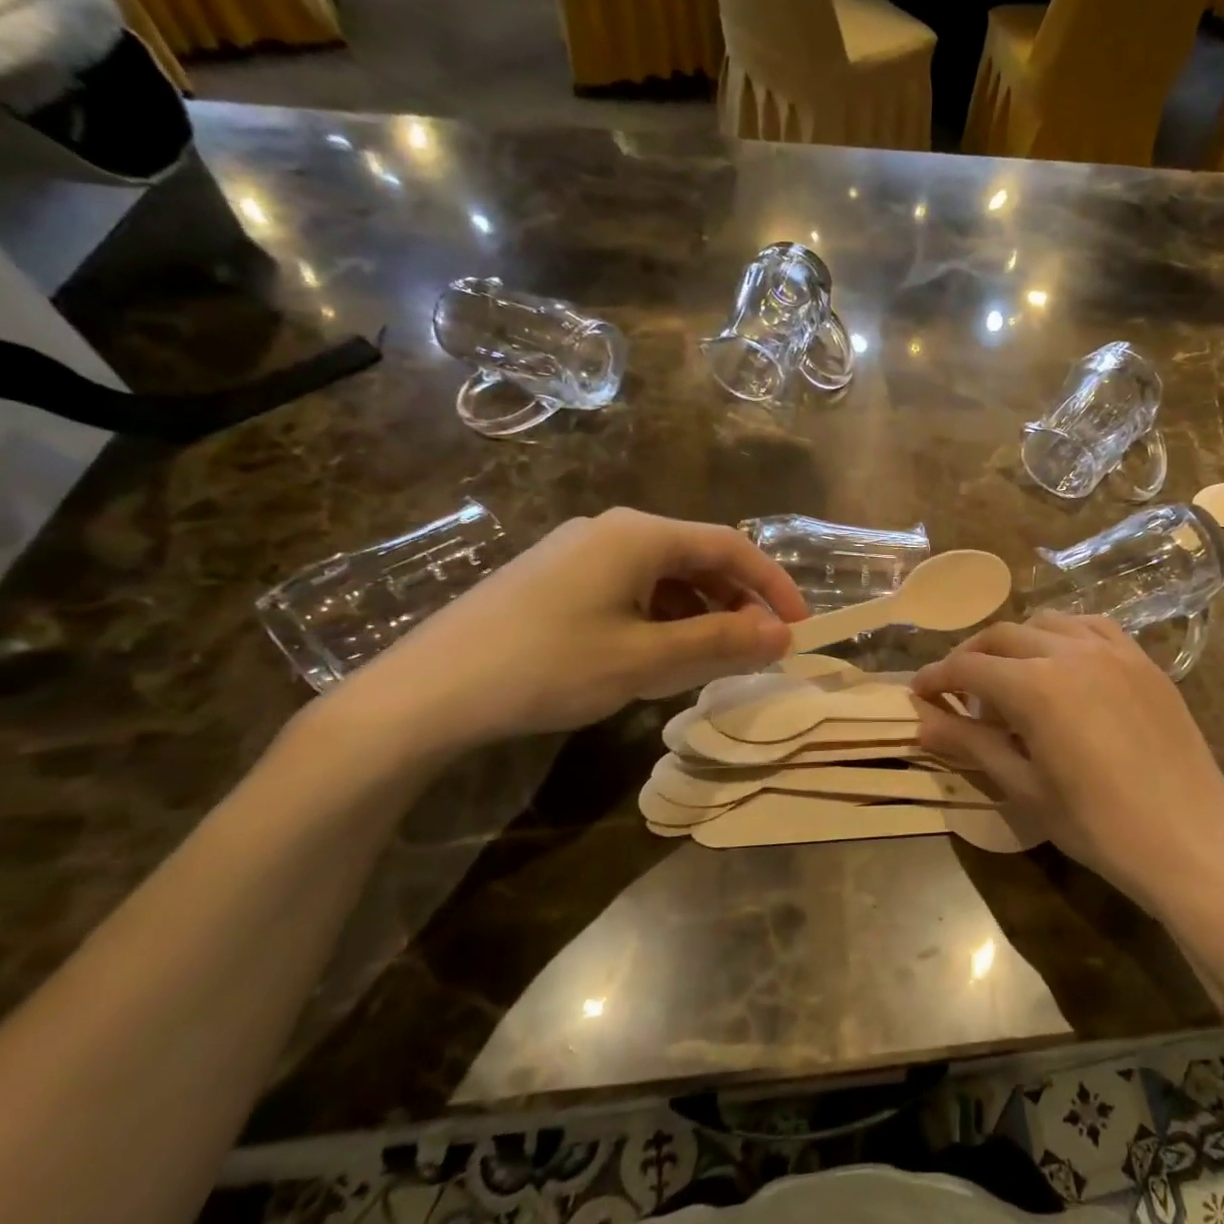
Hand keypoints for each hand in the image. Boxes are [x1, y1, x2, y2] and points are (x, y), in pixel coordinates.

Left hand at [335, 509, 808, 754]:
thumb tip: (784, 636)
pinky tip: (653, 655)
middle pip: (698, 558)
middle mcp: (612, 530)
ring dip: (699, 613)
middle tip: (755, 649)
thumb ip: (722, 642)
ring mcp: (578, 553)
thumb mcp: (647, 658)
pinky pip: (629, 589)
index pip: (731, 546)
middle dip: (736, 603)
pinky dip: (660, 618)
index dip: (773, 585)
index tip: (799, 626)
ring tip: (708, 659)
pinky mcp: (554, 579)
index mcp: (640, 534)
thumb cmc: (548, 666)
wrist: (424, 693)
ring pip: (663, 576)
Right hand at [911, 615, 1223, 912]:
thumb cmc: (1099, 826)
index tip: (918, 694)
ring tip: (1010, 677)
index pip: (968, 668)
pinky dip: (1063, 635)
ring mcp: (1112, 650)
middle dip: (971, 657)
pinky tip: (1063, 663)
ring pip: (1046, 622)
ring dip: (1016, 642)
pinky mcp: (1142, 659)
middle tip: (957, 690)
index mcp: (1035, 686)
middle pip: (1002, 636)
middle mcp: (1069, 651)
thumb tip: (922, 721)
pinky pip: (1092, 627)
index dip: (937, 679)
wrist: (1192, 839)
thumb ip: (971, 744)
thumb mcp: (1025, 789)